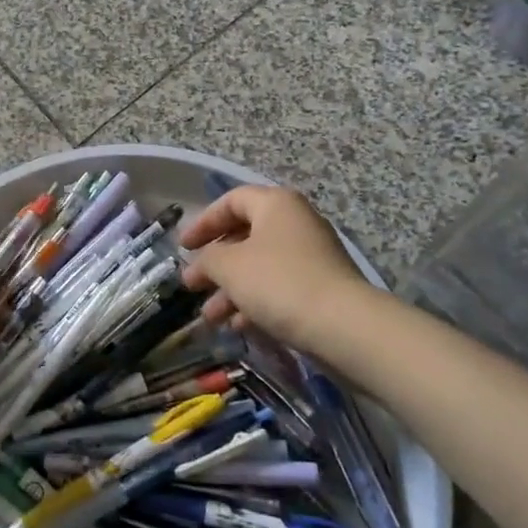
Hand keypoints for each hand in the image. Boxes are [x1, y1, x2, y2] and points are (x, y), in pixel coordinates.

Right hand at [178, 185, 373, 356]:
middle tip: (192, 285)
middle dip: (215, 264)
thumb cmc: (278, 282)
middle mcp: (296, 223)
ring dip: (231, 290)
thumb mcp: (229, 266)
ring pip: (260, 267)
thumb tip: (201, 263)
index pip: (231, 201)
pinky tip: (238, 327)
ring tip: (210, 317)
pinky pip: (278, 287)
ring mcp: (311, 256)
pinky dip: (255, 303)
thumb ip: (207, 259)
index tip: (183, 248)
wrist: (343, 326)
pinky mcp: (321, 288)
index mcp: (276, 204)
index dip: (203, 222)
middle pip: (245, 236)